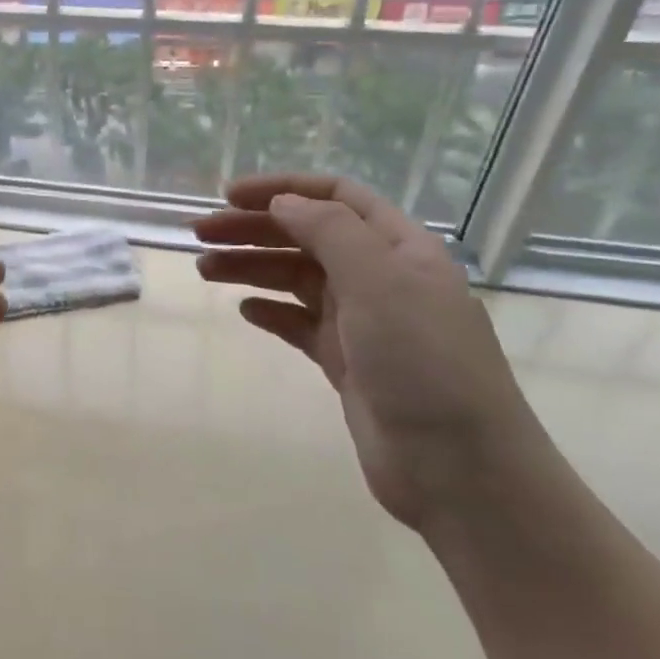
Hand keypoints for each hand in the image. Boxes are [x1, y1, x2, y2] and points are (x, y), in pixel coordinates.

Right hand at [195, 174, 544, 530]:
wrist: (459, 470)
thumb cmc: (422, 361)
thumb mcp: (378, 280)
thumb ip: (329, 230)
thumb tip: (283, 202)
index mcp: (399, 247)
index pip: (336, 197)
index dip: (282, 188)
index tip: (229, 196)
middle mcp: (381, 277)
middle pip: (308, 236)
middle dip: (254, 229)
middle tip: (200, 234)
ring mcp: (363, 322)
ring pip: (297, 279)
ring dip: (252, 267)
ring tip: (205, 269)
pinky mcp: (346, 362)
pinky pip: (299, 323)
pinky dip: (271, 311)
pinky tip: (245, 310)